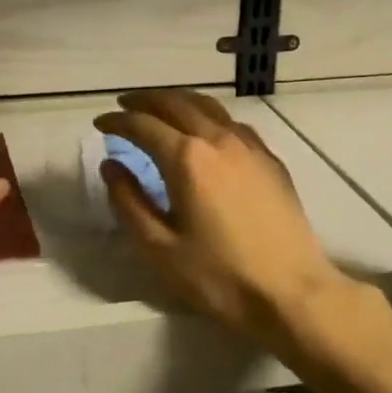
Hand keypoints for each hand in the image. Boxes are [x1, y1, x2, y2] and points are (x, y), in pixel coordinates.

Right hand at [95, 91, 347, 353]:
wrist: (291, 292)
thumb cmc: (219, 276)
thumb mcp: (159, 248)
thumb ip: (129, 202)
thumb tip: (110, 166)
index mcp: (187, 158)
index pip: (143, 125)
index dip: (117, 121)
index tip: (100, 124)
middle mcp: (217, 139)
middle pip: (176, 103)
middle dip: (145, 100)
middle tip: (124, 105)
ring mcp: (249, 146)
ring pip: (207, 106)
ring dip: (177, 101)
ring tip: (160, 108)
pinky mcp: (270, 159)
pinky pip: (232, 123)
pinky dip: (208, 115)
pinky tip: (205, 129)